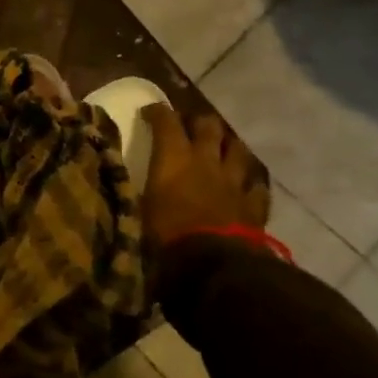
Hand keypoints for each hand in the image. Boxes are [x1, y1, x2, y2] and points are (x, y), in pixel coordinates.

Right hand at [140, 103, 272, 291]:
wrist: (212, 265)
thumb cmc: (166, 235)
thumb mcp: (140, 208)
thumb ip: (137, 187)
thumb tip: (120, 178)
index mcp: (174, 157)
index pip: (166, 120)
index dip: (157, 111)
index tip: (149, 112)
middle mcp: (206, 160)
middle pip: (208, 126)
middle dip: (198, 122)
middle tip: (189, 127)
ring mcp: (234, 181)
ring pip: (237, 149)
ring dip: (227, 146)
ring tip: (221, 149)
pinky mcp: (254, 204)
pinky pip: (256, 185)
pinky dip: (249, 182)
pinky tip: (245, 185)